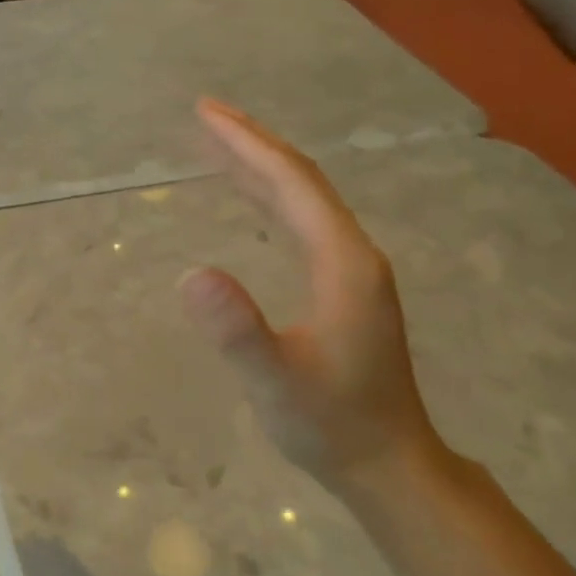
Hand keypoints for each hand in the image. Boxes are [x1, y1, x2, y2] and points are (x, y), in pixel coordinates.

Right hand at [178, 98, 447, 498]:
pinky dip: (269, 198)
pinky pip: (301, 223)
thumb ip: (237, 330)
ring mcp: (350, 270)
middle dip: (251, 143)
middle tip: (204, 114)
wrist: (386, 463)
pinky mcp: (342, 287)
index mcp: (343, 263)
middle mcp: (352, 254)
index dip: (248, 144)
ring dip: (259, 166)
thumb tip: (189, 273)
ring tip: (217, 144)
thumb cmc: (329, 425)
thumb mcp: (275, 382)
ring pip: (302, 200)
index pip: (292, 184)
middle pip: (300, 181)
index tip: (205, 113)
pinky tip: (250, 198)